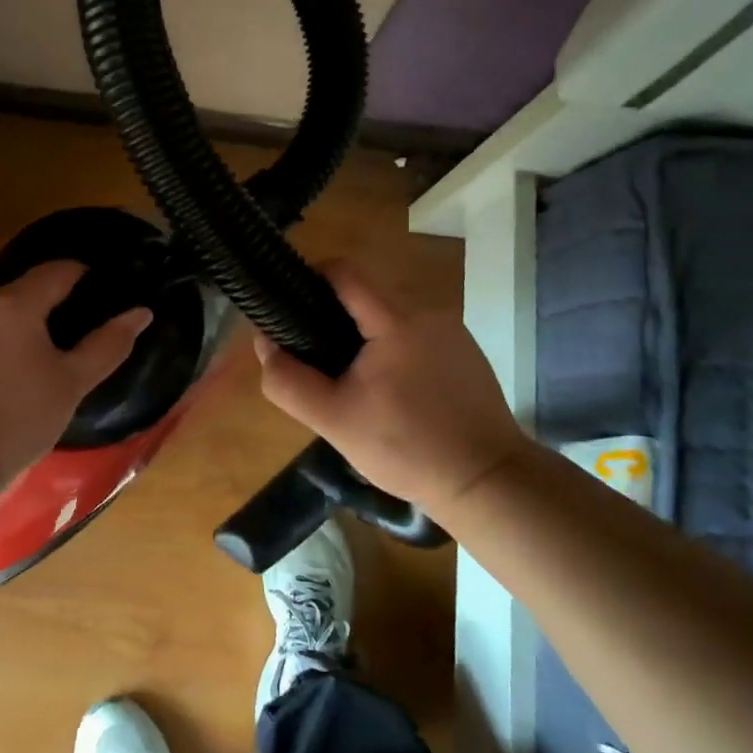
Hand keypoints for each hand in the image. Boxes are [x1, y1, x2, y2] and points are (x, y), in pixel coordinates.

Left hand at [0, 261, 152, 482]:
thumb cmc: (15, 420)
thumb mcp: (70, 386)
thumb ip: (107, 344)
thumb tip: (141, 312)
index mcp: (15, 305)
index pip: (56, 271)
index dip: (78, 275)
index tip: (91, 288)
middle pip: (16, 293)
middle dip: (37, 308)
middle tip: (52, 341)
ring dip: (1, 326)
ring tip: (12, 361)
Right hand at [254, 262, 535, 516]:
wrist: (487, 482)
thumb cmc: (407, 448)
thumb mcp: (334, 420)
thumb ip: (288, 380)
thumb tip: (265, 343)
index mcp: (396, 320)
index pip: (344, 270)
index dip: (311, 278)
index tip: (292, 309)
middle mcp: (428, 312)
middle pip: (366, 295)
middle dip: (334, 319)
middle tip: (319, 362)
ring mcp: (452, 332)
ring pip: (391, 317)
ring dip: (364, 338)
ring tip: (355, 383)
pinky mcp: (467, 353)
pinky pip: (416, 335)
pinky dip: (394, 351)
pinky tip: (393, 394)